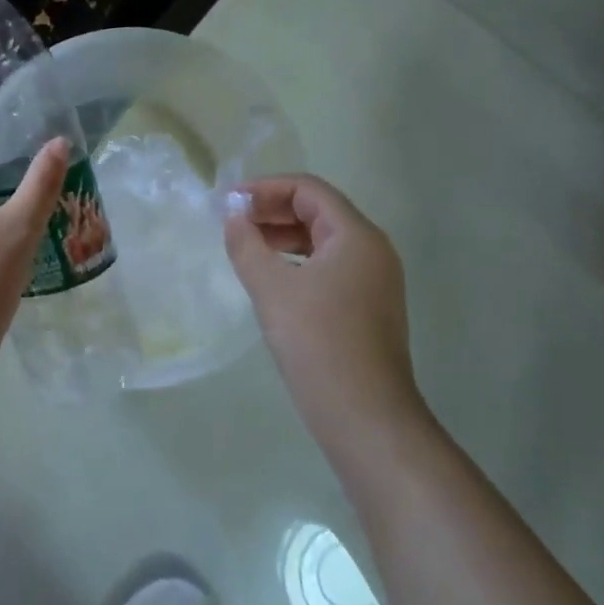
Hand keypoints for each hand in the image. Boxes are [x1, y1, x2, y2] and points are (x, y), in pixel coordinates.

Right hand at [223, 174, 423, 439]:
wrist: (365, 416)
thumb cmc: (317, 342)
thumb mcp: (271, 288)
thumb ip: (247, 245)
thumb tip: (233, 217)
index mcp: (356, 236)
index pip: (309, 190)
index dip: (266, 188)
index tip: (229, 202)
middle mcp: (372, 250)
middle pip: (318, 211)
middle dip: (272, 210)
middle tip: (232, 221)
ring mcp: (374, 281)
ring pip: (323, 241)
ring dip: (283, 236)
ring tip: (245, 246)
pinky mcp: (368, 307)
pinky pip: (329, 267)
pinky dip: (297, 261)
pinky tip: (271, 278)